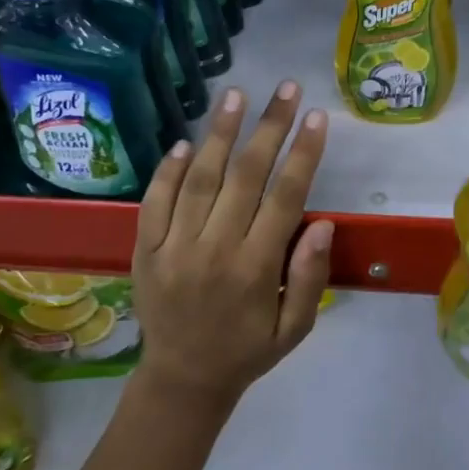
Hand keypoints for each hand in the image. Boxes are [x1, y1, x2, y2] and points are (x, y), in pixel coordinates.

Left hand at [130, 82, 331, 410]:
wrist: (182, 380)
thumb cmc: (248, 351)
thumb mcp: (295, 328)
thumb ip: (310, 277)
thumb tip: (323, 222)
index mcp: (256, 269)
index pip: (285, 198)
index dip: (303, 154)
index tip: (317, 118)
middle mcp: (214, 250)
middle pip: (246, 176)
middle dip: (269, 127)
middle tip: (285, 89)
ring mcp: (174, 248)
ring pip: (199, 179)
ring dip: (219, 134)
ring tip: (235, 95)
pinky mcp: (145, 250)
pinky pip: (155, 202)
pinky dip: (168, 170)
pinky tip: (184, 142)